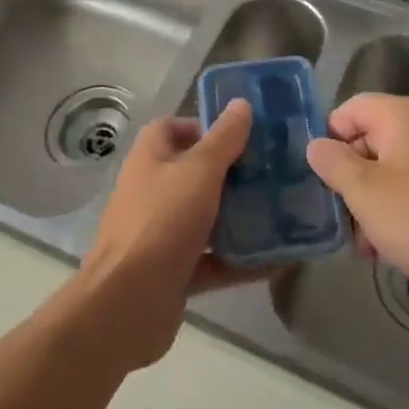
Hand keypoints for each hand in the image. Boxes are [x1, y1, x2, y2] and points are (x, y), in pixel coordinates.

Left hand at [75, 100, 256, 369]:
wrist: (126, 305)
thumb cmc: (162, 221)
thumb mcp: (200, 171)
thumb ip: (223, 138)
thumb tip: (241, 103)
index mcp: (151, 157)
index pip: (175, 128)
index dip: (206, 127)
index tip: (244, 135)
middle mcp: (152, 190)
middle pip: (195, 172)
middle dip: (232, 173)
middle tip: (273, 173)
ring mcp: (161, 233)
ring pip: (205, 217)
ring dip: (238, 217)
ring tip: (281, 212)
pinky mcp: (172, 271)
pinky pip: (212, 260)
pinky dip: (239, 260)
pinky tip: (276, 260)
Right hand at [307, 93, 408, 319]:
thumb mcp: (364, 191)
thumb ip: (333, 162)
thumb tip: (317, 145)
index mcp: (405, 113)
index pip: (350, 110)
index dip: (330, 140)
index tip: (323, 180)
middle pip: (371, 139)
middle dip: (352, 180)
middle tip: (343, 220)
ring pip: (392, 168)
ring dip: (373, 202)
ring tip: (367, 245)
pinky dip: (399, 209)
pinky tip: (392, 247)